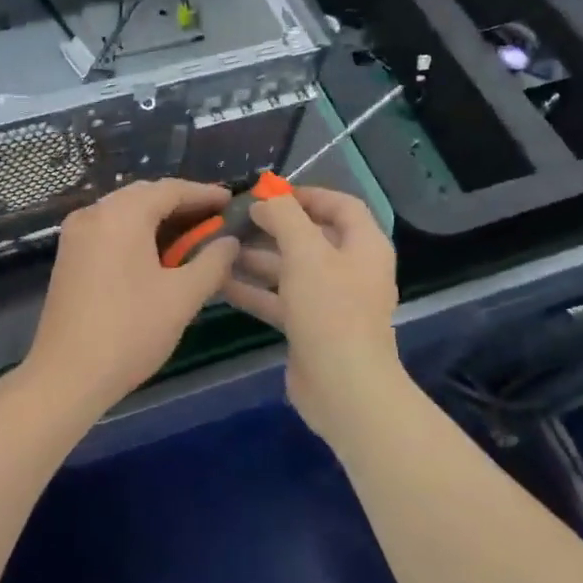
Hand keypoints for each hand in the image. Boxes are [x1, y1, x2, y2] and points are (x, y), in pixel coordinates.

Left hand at [23, 178, 239, 417]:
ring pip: (125, 211)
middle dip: (181, 204)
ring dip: (158, 218)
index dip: (204, 194)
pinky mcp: (68, 255)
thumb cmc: (130, 331)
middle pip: (145, 195)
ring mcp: (76, 233)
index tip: (232, 200)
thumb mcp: (182, 297)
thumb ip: (212, 262)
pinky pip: (109, 228)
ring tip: (192, 235)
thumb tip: (230, 241)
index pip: (170, 189)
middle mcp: (94, 212)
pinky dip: (136, 232)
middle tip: (215, 218)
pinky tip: (157, 252)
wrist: (66, 375)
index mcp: (121, 214)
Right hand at [220, 186, 400, 445]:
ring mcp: (331, 301)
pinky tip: (220, 282)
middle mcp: (351, 269)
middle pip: (311, 237)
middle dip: (272, 227)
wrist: (343, 389)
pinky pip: (280, 299)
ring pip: (291, 269)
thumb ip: (284, 217)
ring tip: (219, 248)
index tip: (268, 193)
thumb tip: (264, 200)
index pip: (340, 205)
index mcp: (364, 246)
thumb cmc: (331, 310)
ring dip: (257, 258)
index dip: (306, 194)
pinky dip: (254, 290)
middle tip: (234, 220)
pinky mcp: (310, 328)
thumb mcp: (306, 252)